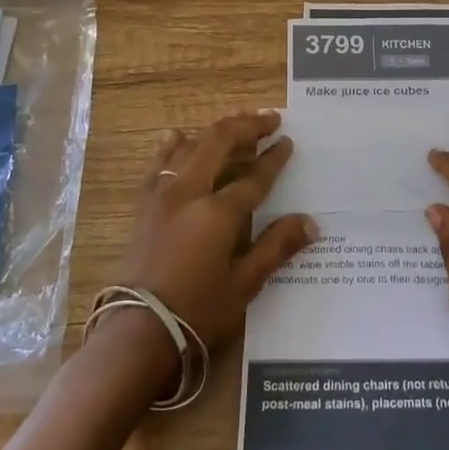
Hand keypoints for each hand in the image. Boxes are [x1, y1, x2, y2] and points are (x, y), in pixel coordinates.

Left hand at [115, 109, 313, 349]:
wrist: (137, 331)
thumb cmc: (197, 311)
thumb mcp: (244, 284)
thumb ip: (276, 247)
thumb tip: (311, 223)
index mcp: (218, 212)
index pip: (254, 176)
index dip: (274, 158)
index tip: (288, 141)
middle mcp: (190, 192)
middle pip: (220, 144)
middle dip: (247, 126)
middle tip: (270, 118)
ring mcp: (163, 195)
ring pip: (191, 146)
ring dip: (216, 130)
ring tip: (236, 121)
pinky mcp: (145, 204)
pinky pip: (159, 163)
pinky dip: (173, 145)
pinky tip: (179, 135)